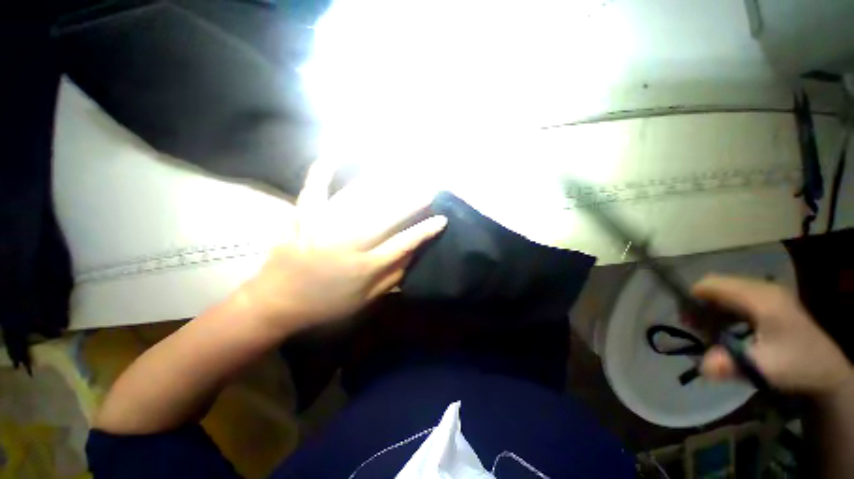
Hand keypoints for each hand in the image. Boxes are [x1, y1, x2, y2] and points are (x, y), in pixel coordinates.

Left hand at [237, 159, 446, 332]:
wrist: (276, 305)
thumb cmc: (326, 305)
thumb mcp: (364, 300)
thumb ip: (391, 278)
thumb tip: (412, 256)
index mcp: (364, 268)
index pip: (402, 245)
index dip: (424, 232)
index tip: (441, 219)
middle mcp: (347, 245)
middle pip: (384, 218)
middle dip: (410, 202)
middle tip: (428, 188)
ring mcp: (322, 228)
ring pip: (356, 200)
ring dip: (380, 184)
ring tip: (398, 171)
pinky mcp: (301, 219)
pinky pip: (313, 191)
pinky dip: (322, 171)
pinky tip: (334, 155)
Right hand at [693, 275, 851, 398]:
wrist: (826, 371)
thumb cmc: (795, 366)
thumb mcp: (763, 368)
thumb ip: (730, 365)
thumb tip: (701, 366)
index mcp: (761, 298)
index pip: (712, 284)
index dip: (692, 298)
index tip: (686, 321)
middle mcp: (763, 289)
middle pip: (717, 285)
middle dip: (701, 304)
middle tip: (695, 328)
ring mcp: (769, 294)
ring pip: (726, 291)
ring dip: (712, 308)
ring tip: (710, 331)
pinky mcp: (771, 301)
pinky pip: (737, 298)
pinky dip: (725, 311)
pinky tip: (728, 329)